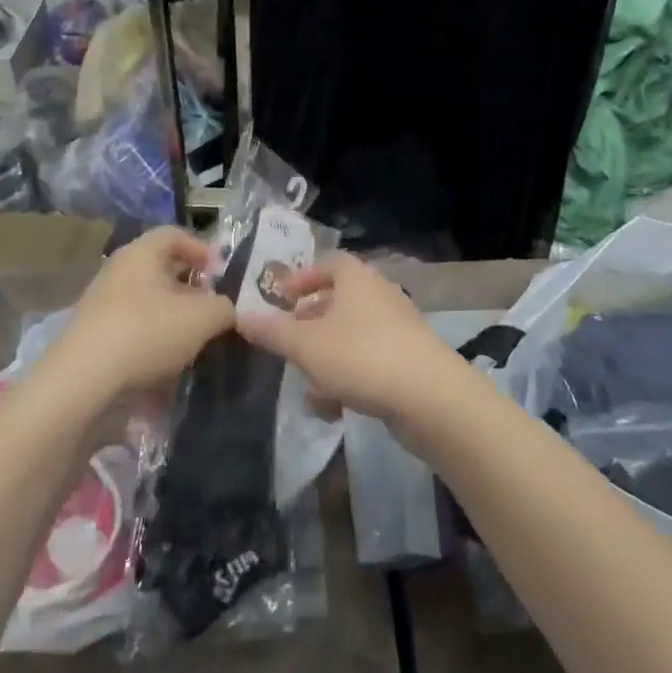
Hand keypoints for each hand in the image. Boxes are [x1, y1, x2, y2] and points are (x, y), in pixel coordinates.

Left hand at [46, 227, 235, 399]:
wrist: (81, 383)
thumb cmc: (146, 333)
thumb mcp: (203, 318)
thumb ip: (224, 308)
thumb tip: (225, 310)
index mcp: (141, 253)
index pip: (175, 234)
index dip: (202, 250)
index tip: (220, 276)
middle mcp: (118, 271)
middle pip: (161, 270)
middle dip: (190, 290)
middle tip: (211, 311)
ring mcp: (101, 304)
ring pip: (147, 302)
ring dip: (172, 319)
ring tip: (192, 343)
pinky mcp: (92, 337)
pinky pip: (131, 330)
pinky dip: (151, 342)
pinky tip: (164, 367)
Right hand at [233, 252, 460, 422]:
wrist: (430, 397)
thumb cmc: (362, 357)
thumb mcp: (307, 346)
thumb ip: (273, 331)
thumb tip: (240, 315)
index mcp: (357, 279)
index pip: (328, 263)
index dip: (302, 278)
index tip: (281, 298)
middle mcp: (379, 295)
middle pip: (338, 302)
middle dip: (310, 326)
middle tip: (288, 345)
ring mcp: (397, 328)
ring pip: (350, 337)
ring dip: (325, 360)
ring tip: (308, 389)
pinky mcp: (408, 360)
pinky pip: (368, 362)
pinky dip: (348, 379)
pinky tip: (333, 409)